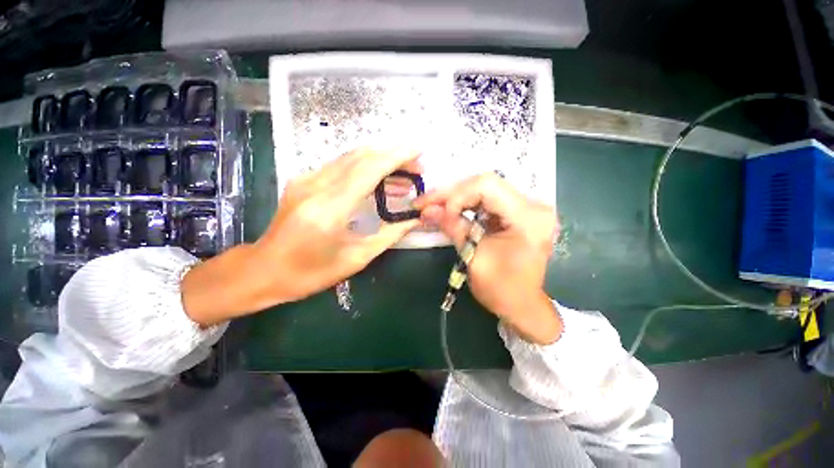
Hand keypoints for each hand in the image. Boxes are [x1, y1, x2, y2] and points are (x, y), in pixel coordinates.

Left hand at [182, 148, 421, 326]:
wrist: (264, 270)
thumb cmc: (311, 273)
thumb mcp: (357, 259)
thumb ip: (389, 235)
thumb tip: (414, 219)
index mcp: (330, 210)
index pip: (369, 170)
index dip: (397, 157)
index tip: (418, 152)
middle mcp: (316, 186)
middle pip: (361, 157)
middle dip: (393, 156)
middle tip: (416, 167)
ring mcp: (306, 180)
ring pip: (350, 158)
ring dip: (380, 161)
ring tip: (403, 176)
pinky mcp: (303, 180)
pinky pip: (340, 166)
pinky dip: (365, 168)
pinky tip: (379, 180)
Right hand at [414, 173, 561, 343]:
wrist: (522, 305)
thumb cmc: (502, 289)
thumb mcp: (474, 258)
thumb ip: (453, 228)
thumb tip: (427, 209)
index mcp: (528, 217)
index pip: (487, 186)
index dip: (457, 196)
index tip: (439, 213)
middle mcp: (533, 205)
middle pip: (485, 184)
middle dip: (452, 194)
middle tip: (426, 203)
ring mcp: (527, 207)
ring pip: (483, 189)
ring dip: (456, 198)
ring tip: (433, 207)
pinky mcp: (518, 212)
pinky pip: (487, 200)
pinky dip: (466, 205)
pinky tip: (450, 212)